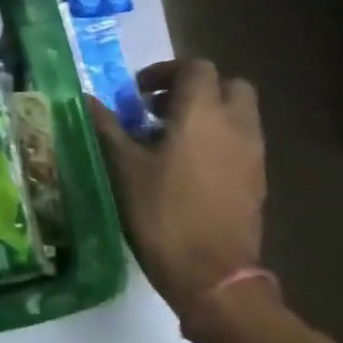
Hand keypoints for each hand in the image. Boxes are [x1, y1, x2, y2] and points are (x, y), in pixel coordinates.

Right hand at [90, 59, 265, 318]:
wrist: (211, 274)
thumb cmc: (161, 212)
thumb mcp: (123, 166)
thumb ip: (107, 126)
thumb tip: (86, 99)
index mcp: (202, 113)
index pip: (196, 68)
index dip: (165, 71)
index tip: (137, 93)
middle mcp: (235, 125)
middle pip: (228, 84)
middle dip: (195, 88)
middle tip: (159, 109)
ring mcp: (252, 154)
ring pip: (238, 114)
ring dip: (207, 114)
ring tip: (168, 139)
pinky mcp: (256, 180)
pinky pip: (240, 142)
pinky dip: (217, 140)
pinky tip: (185, 167)